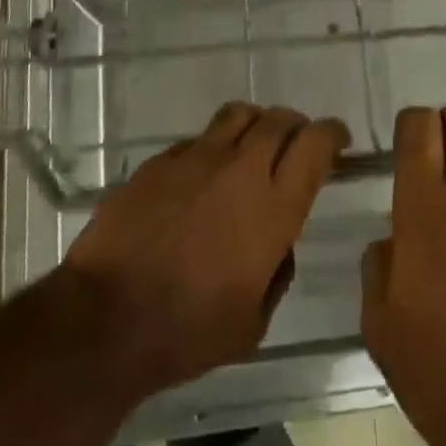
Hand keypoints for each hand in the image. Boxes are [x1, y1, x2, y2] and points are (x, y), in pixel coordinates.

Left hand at [58, 102, 348, 399]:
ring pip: (239, 114)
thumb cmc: (188, 331)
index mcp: (274, 206)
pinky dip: (212, 148)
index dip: (332, 134)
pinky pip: (198, 139)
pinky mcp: (161, 159)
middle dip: (295, 126)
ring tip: (252, 146)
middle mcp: (241, 168)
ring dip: (255, 125)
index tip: (338, 140)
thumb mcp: (253, 321)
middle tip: (296, 143)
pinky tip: (202, 178)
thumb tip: (279, 243)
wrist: (107, 316)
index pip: (315, 144)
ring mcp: (197, 157)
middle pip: (279, 119)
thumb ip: (277, 271)